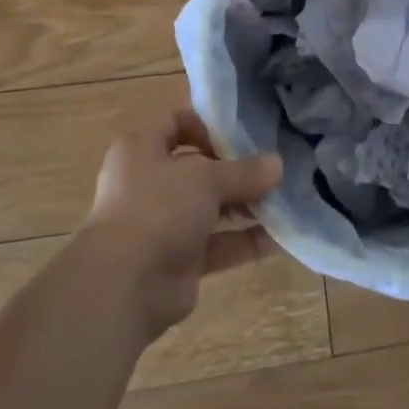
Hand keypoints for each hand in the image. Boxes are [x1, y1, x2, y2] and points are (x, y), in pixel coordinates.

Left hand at [81, 110, 283, 340]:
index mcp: (142, 149)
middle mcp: (149, 183)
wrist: (124, 286)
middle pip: (199, 167)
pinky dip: (244, 240)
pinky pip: (217, 244)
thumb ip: (244, 170)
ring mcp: (163, 223)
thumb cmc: (158, 208)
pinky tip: (279, 237)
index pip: (176, 122)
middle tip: (274, 168)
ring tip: (284, 199)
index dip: (209, 124)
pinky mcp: (178, 260)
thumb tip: (277, 164)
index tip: (244, 133)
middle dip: (237, 169)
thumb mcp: (206, 178)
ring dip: (245, 205)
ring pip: (210, 207)